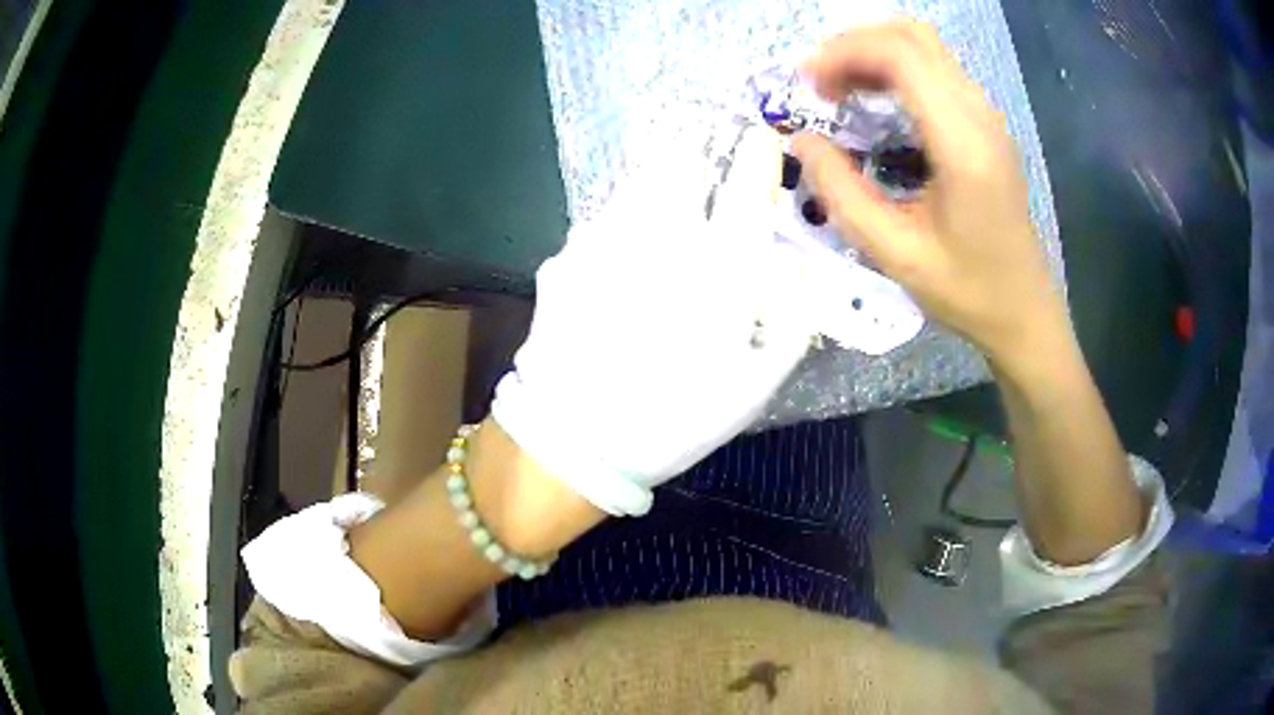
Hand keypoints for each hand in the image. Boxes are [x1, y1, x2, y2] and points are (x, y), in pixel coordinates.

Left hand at [492, 127, 815, 516]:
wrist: (575, 440)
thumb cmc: (675, 418)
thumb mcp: (754, 384)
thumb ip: (790, 319)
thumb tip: (794, 265)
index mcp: (717, 268)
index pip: (746, 186)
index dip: (758, 153)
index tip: (762, 137)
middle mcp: (661, 237)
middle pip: (681, 160)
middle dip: (698, 143)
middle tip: (707, 144)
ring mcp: (604, 240)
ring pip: (637, 179)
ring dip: (659, 172)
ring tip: (668, 182)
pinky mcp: (566, 255)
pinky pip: (602, 216)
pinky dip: (621, 214)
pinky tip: (623, 243)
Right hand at [793, 22, 1069, 365]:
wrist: (1024, 312)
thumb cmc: (967, 291)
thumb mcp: (895, 253)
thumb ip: (841, 192)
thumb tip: (800, 140)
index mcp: (962, 143)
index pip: (899, 54)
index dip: (843, 53)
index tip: (806, 85)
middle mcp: (980, 114)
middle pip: (911, 36)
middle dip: (854, 45)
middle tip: (819, 85)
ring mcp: (987, 116)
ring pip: (924, 47)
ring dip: (873, 54)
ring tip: (839, 92)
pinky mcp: (986, 125)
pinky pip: (936, 71)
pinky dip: (895, 71)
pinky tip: (874, 104)